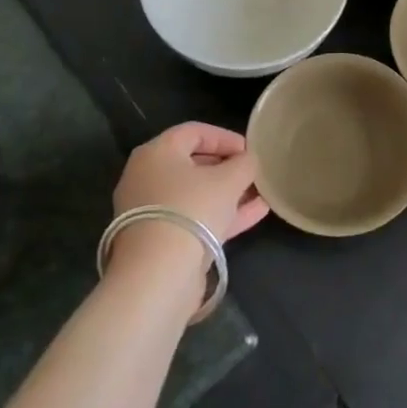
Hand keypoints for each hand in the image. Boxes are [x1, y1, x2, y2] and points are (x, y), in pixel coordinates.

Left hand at [109, 122, 268, 277]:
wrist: (158, 275)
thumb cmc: (192, 210)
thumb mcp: (229, 179)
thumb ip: (244, 163)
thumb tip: (248, 161)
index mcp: (156, 153)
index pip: (194, 132)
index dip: (226, 137)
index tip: (250, 150)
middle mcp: (146, 178)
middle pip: (193, 163)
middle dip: (227, 167)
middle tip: (253, 172)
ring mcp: (151, 212)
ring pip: (195, 194)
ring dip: (228, 192)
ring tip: (260, 193)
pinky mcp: (159, 240)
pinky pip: (194, 217)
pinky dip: (221, 213)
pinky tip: (256, 213)